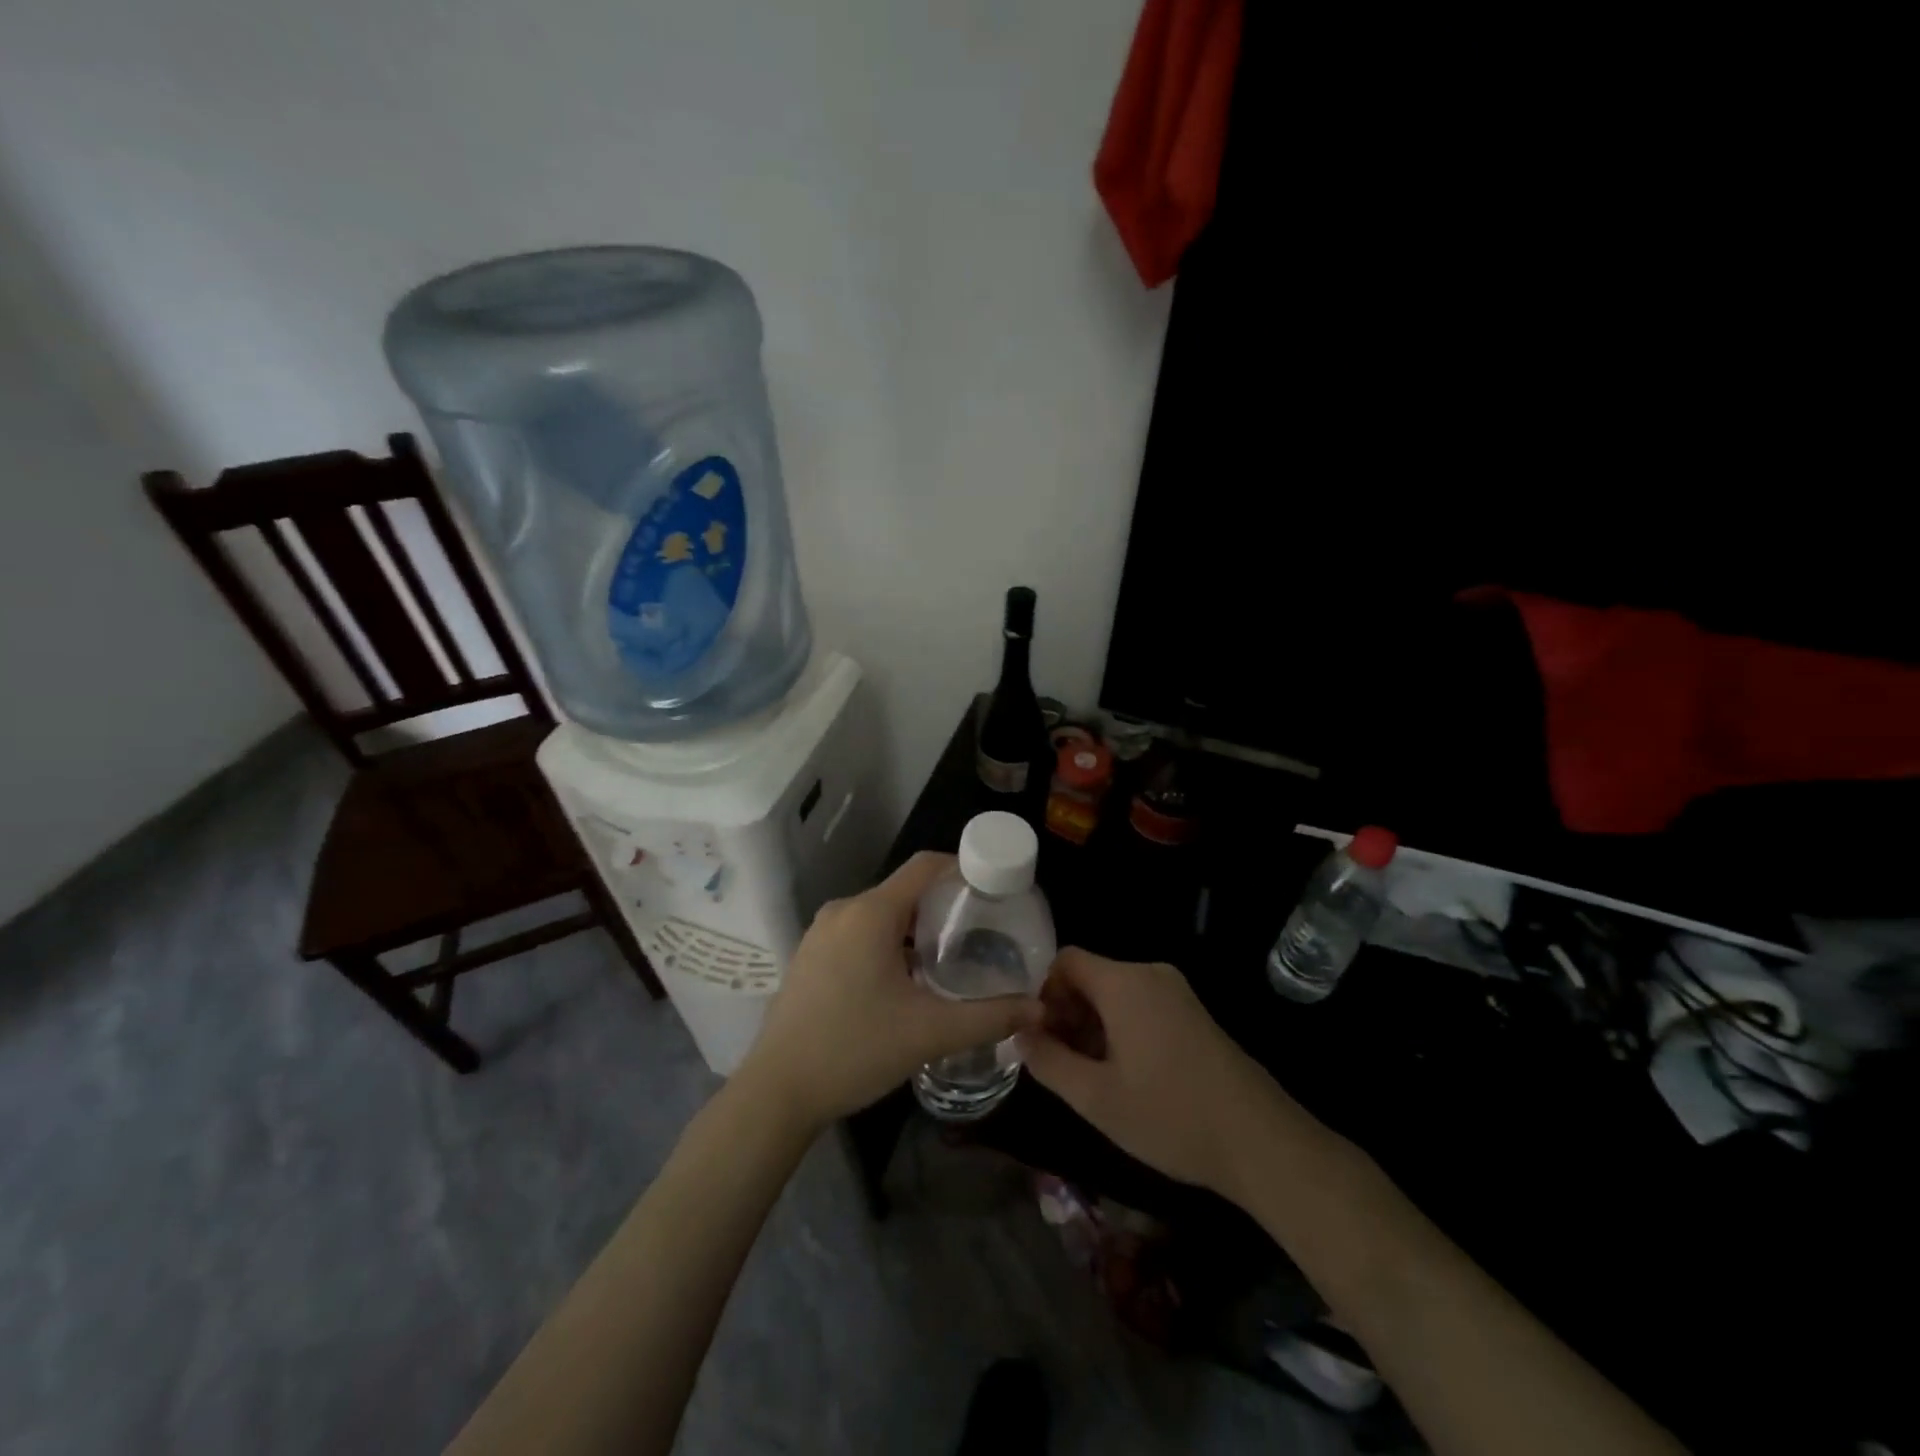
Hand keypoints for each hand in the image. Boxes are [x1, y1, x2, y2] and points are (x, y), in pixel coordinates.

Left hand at [738, 852, 1043, 1130]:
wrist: (776, 1091)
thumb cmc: (855, 1050)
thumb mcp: (930, 1033)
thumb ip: (989, 1017)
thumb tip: (1037, 1008)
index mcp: (871, 913)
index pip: (925, 866)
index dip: (963, 868)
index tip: (994, 888)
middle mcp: (844, 910)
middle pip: (905, 890)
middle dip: (944, 905)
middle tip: (981, 932)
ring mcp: (821, 932)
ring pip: (881, 913)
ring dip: (916, 928)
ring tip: (950, 957)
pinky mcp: (810, 955)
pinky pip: (859, 932)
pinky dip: (889, 942)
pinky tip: (906, 979)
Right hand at [1019, 949, 1287, 1198]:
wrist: (1260, 1140)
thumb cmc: (1170, 1116)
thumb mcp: (1096, 1098)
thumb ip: (1048, 1061)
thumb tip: (1020, 1034)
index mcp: (1124, 982)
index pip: (1066, 960)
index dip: (1043, 993)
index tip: (1039, 1036)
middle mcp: (1150, 974)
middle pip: (1090, 976)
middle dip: (1067, 1012)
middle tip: (1059, 1062)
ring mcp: (1176, 992)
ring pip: (1115, 993)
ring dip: (1092, 1024)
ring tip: (1089, 1075)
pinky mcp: (1193, 1012)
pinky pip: (1141, 1004)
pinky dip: (1120, 1028)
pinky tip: (1124, 1074)